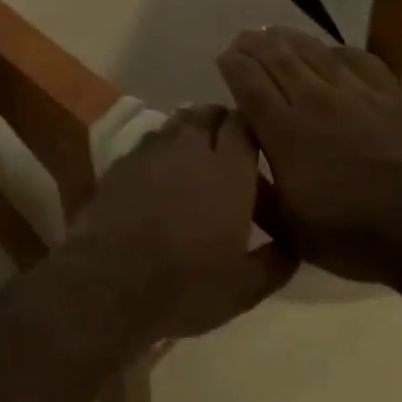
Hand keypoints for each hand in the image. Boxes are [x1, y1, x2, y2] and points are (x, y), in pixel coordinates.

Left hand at [69, 105, 297, 341]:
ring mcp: (151, 151)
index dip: (250, 129)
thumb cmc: (186, 285)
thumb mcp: (244, 288)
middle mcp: (190, 148)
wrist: (110, 282)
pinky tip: (160, 173)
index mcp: (228, 171)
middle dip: (220, 123)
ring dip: (189, 130)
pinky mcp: (121, 162)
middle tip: (226, 147)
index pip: (243, 124)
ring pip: (176, 123)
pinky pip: (148, 142)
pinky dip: (160, 149)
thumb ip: (275, 261)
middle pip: (207, 113)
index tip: (256, 145)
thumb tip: (292, 245)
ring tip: (194, 156)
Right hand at [217, 27, 401, 286]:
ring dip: (288, 38)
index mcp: (285, 131)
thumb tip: (232, 155)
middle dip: (253, 44)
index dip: (232, 65)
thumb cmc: (351, 235)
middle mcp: (315, 101)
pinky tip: (331, 51)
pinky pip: (359, 59)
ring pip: (314, 51)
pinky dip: (337, 50)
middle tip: (242, 39)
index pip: (248, 83)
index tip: (222, 58)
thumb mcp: (287, 228)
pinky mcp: (391, 96)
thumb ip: (253, 186)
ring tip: (274, 33)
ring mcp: (357, 94)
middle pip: (277, 57)